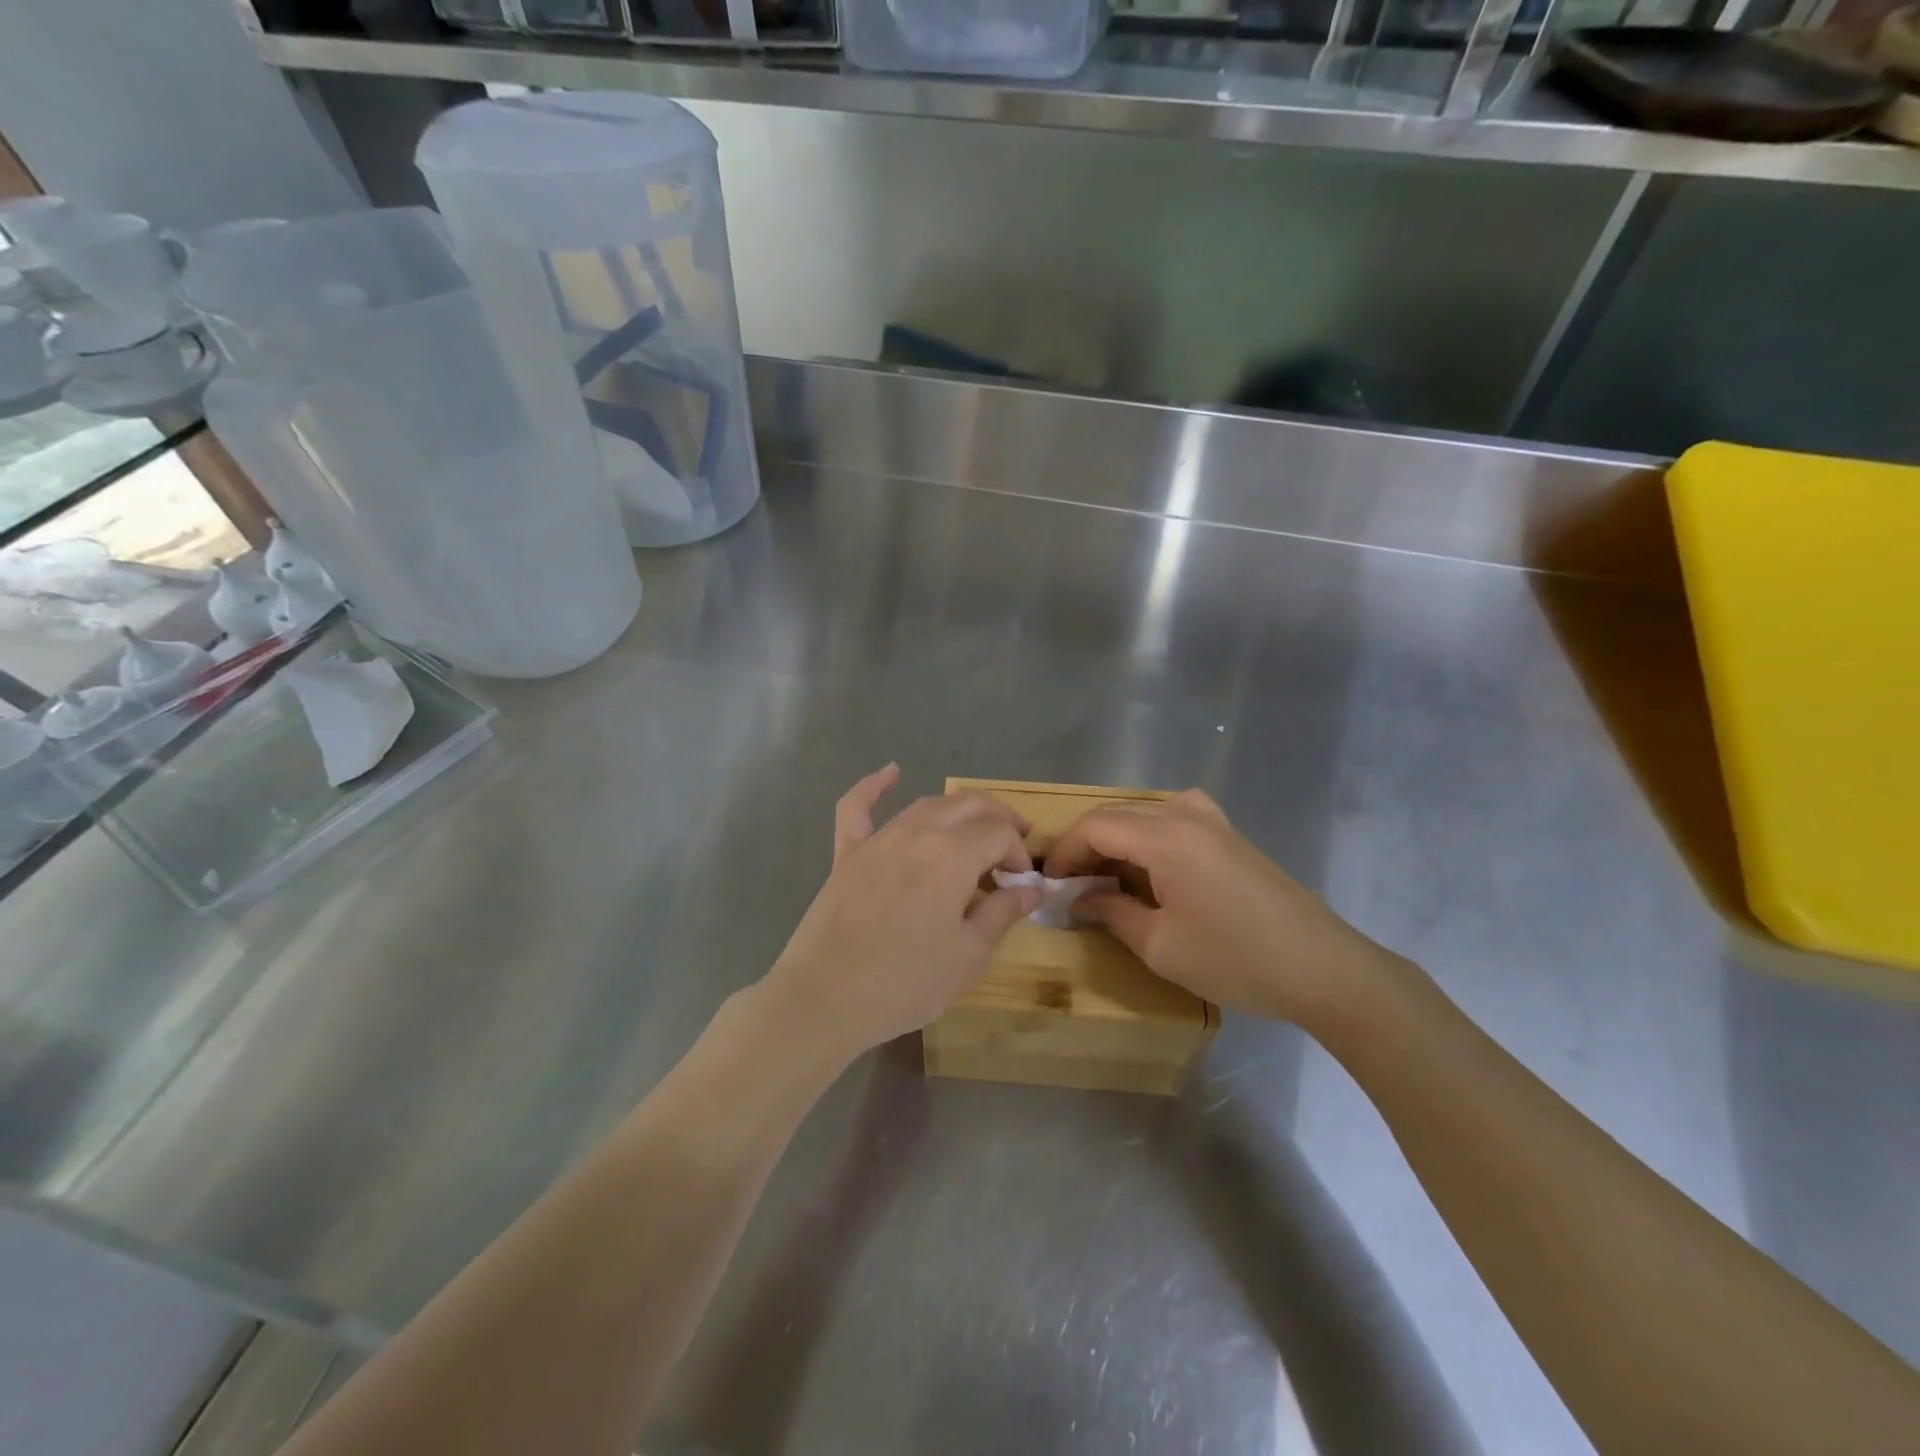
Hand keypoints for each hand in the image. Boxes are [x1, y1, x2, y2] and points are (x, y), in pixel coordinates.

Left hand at [761, 766, 1042, 1061]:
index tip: (1023, 884)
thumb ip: (1003, 913)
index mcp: (952, 855)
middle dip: (1000, 819)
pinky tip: (891, 771)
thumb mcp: (968, 955)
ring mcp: (878, 839)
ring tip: (978, 827)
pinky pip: (858, 807)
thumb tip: (1033, 888)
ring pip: (926, 805)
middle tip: (1016, 843)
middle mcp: (917, 833)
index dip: (1019, 853)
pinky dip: (875, 785)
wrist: (825, 998)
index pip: (999, 834)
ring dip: (959, 810)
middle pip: (969, 806)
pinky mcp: (847, 853)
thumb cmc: (905, 983)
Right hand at [1043, 789, 1399, 1027]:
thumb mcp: (1160, 945)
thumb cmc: (1236, 959)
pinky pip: (1174, 818)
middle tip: (1071, 885)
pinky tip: (1152, 867)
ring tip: (1106, 880)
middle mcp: (1186, 815)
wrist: (1323, 968)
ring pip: (1144, 814)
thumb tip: (1080, 898)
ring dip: (1117, 841)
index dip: (1065, 852)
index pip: (1095, 827)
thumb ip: (1112, 913)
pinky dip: (1148, 837)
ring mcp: (1213, 820)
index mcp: (1165, 837)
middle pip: (1117, 815)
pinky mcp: (1230, 834)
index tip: (1050, 883)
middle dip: (1087, 846)